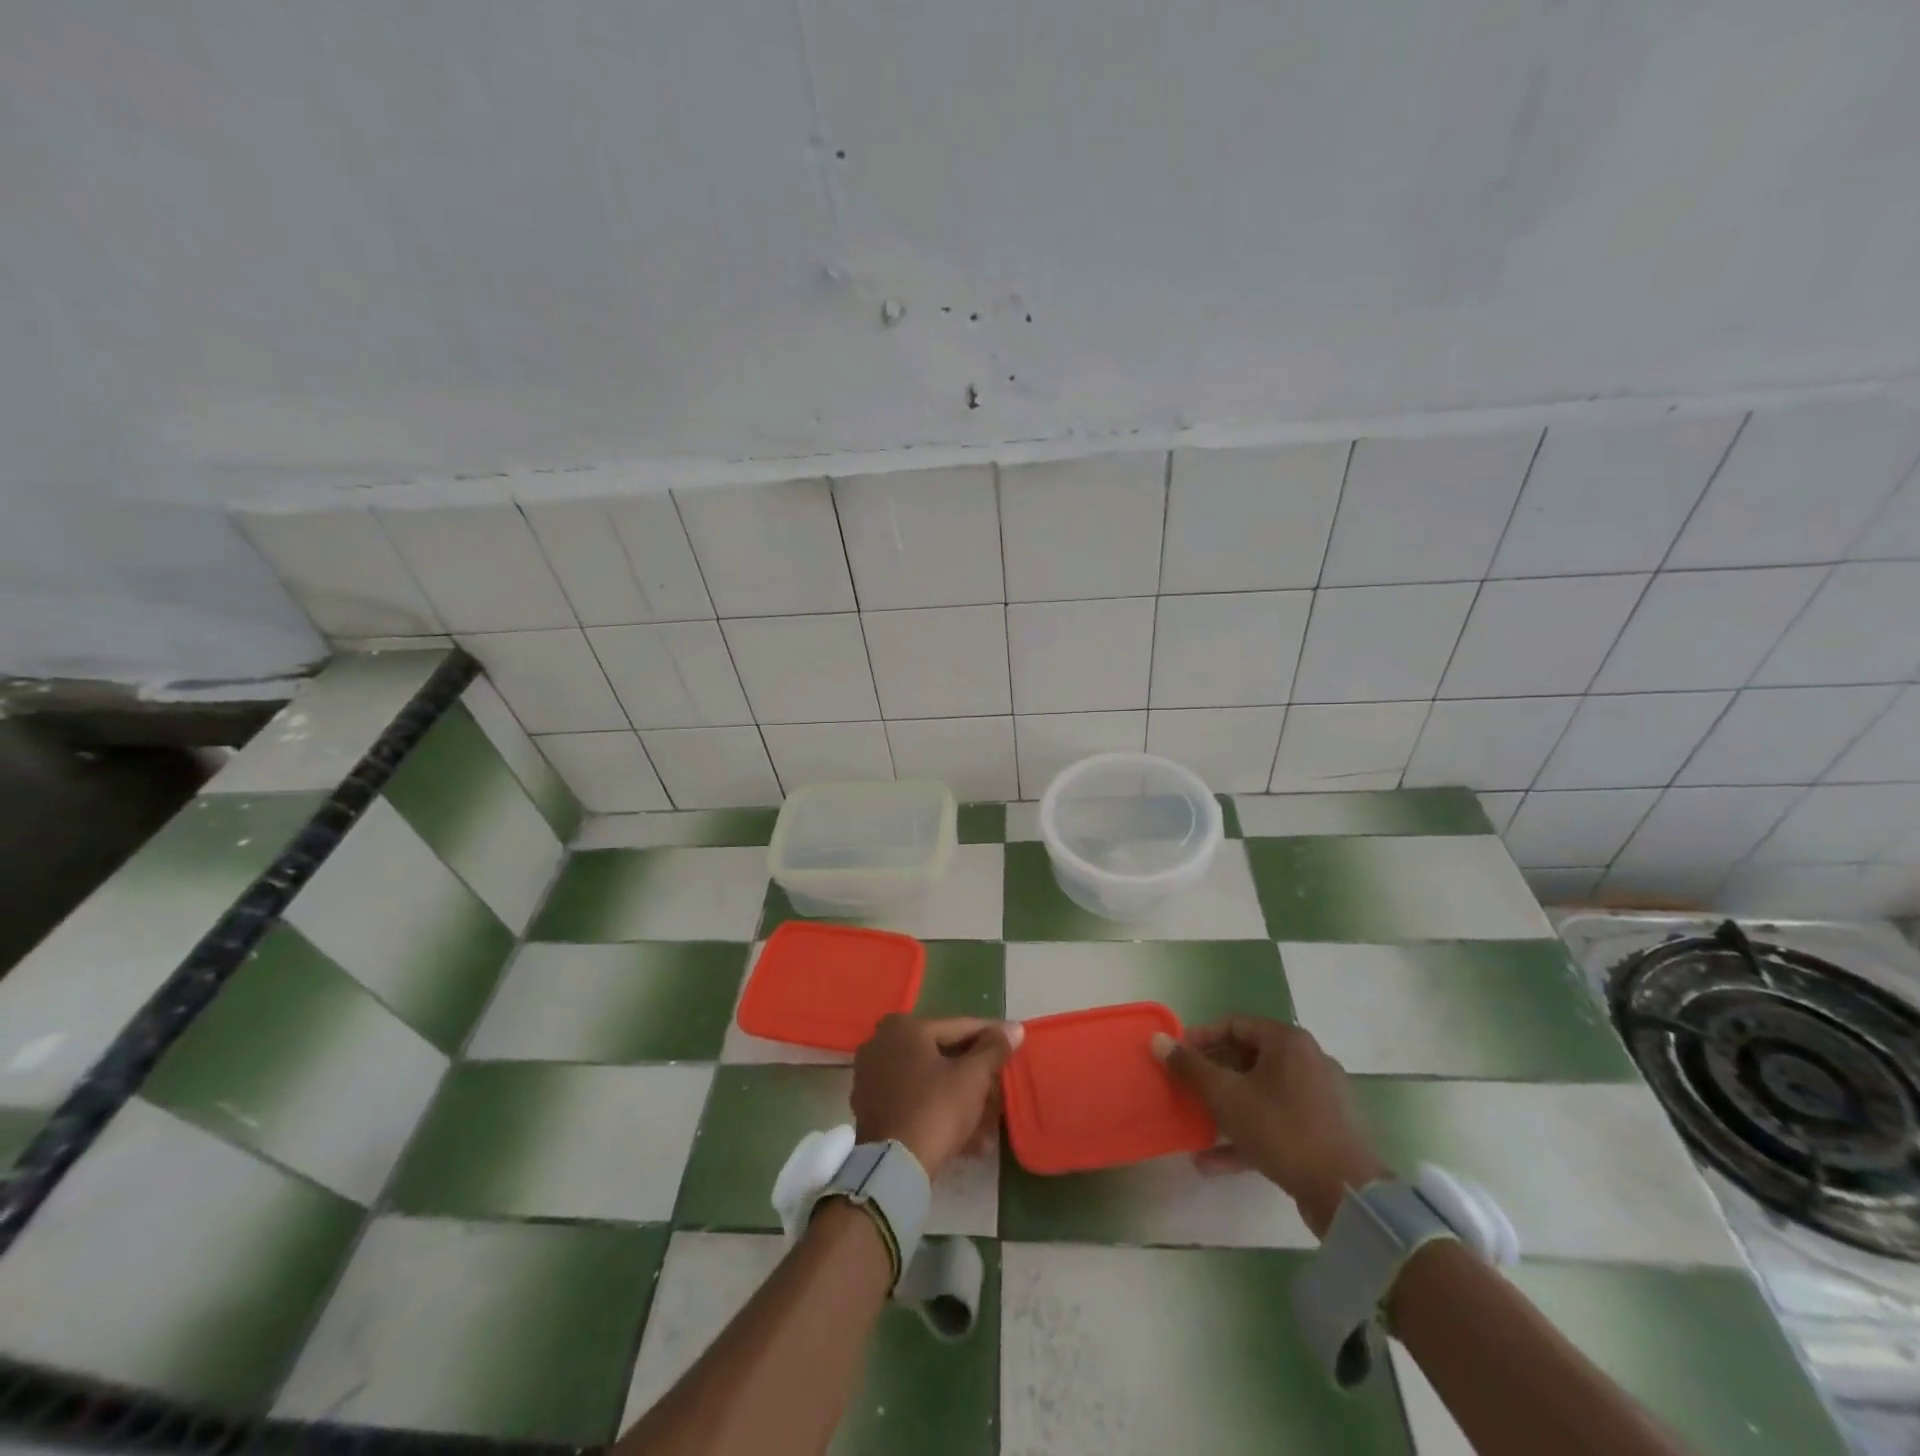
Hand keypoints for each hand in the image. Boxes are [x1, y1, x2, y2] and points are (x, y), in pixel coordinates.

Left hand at [852, 1015, 1022, 1176]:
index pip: (959, 1027)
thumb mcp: (972, 1077)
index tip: (1013, 1041)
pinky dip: (939, 1109)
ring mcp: (872, 1075)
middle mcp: (882, 1042)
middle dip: (975, 1073)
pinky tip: (968, 1135)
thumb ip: (994, 1049)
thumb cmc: (935, 1109)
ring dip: (961, 1097)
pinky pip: (914, 1099)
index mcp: (904, 1027)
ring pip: (929, 1080)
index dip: (991, 1036)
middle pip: (942, 1054)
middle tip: (1001, 1083)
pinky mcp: (870, 1106)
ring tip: (989, 1119)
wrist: (891, 1167)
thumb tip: (1014, 1028)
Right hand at [1152, 1016, 1386, 1236]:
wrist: (1348, 1196)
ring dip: (1226, 1108)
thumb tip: (1158, 1040)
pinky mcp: (1324, 1132)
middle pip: (1248, 1058)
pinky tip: (1213, 1162)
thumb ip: (1190, 1067)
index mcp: (1288, 1042)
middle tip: (1184, 1089)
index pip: (1234, 1025)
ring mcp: (1320, 1098)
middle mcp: (1308, 1061)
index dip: (1200, 1038)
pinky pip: (1277, 1122)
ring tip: (1195, 1124)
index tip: (1175, 1057)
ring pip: (1261, 1093)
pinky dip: (1247, 1134)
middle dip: (1211, 1076)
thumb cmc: (1282, 1130)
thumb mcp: (1226, 1096)